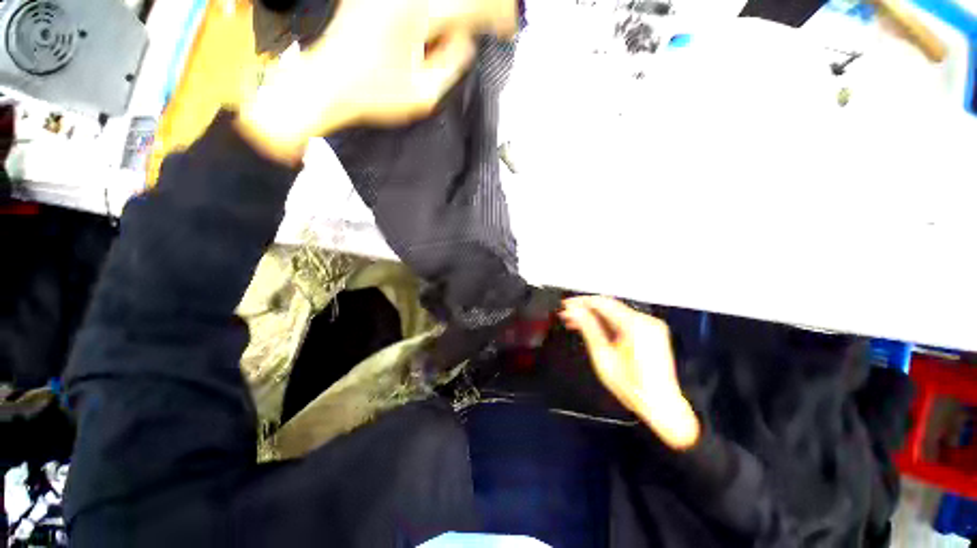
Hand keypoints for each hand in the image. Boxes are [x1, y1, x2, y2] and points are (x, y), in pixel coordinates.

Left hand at [238, 0, 516, 163]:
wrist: (324, 84)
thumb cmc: (372, 96)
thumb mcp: (423, 95)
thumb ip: (451, 64)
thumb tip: (465, 40)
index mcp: (415, 14)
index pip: (468, 5)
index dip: (496, 13)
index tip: (509, 27)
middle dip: (478, 8)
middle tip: (494, 21)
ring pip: (435, 2)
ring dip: (454, 13)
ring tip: (462, 36)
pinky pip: (416, 5)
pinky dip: (435, 16)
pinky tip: (436, 33)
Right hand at [561, 296, 700, 449]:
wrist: (661, 404)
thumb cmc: (632, 386)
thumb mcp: (603, 356)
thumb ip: (588, 328)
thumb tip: (575, 312)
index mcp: (635, 325)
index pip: (602, 303)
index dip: (581, 302)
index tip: (567, 304)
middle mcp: (646, 321)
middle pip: (609, 306)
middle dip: (586, 309)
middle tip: (568, 315)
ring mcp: (652, 326)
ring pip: (616, 312)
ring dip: (595, 316)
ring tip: (576, 322)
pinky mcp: (652, 332)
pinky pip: (625, 320)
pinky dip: (608, 322)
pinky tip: (595, 328)